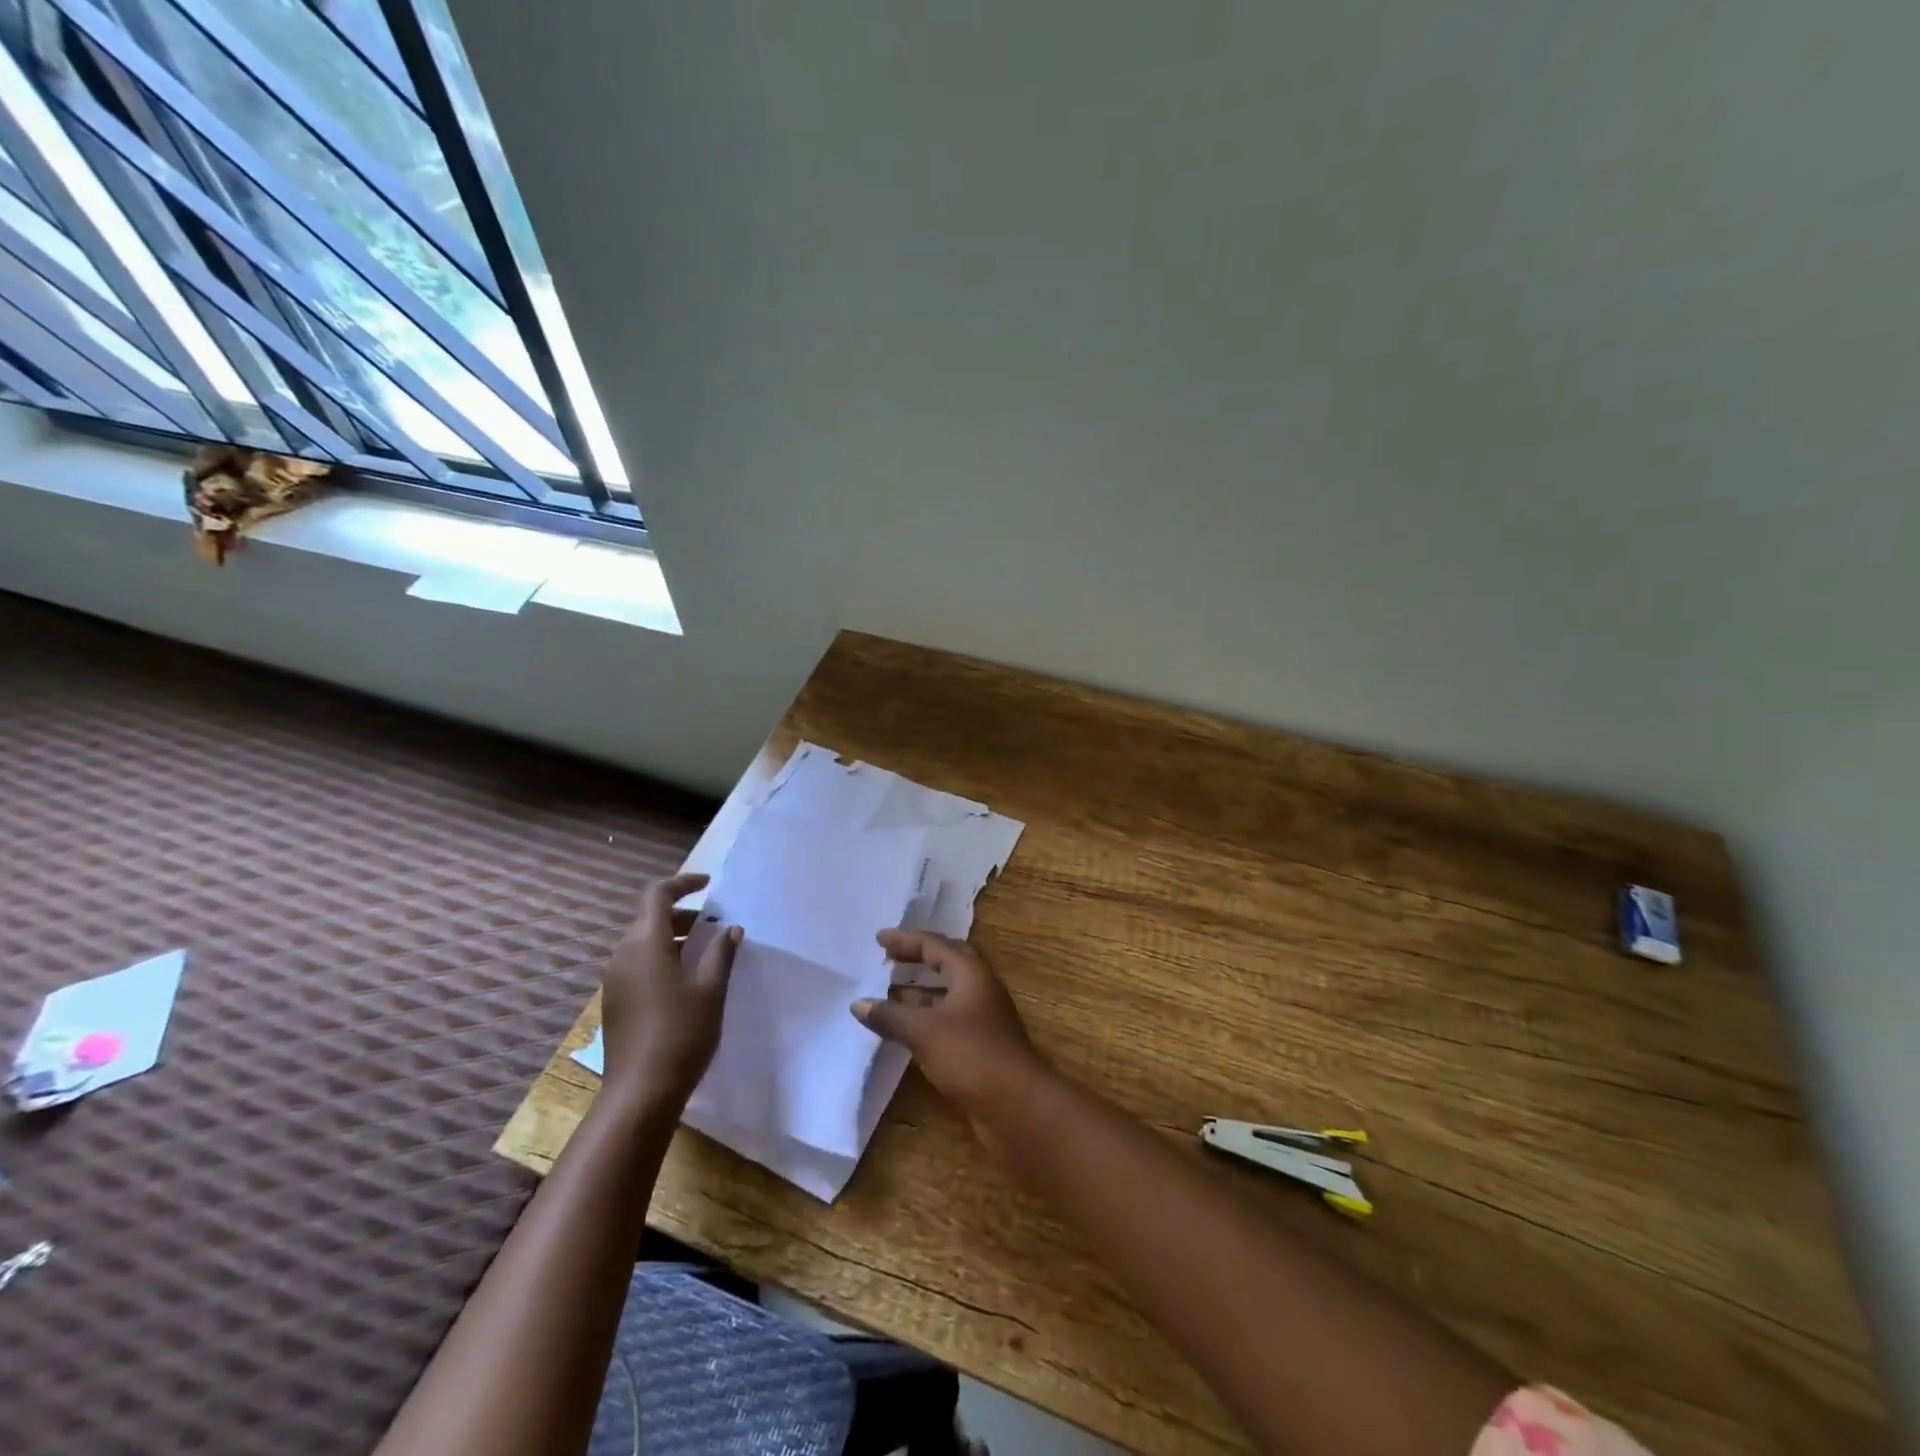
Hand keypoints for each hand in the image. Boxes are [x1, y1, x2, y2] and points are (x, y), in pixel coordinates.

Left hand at [599, 873, 741, 1108]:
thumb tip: (730, 929)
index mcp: (645, 943)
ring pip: (644, 942)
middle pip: (650, 918)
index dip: (683, 883)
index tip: (709, 884)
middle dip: (684, 914)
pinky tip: (686, 980)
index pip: (657, 895)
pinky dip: (662, 957)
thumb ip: (721, 953)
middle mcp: (623, 954)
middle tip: (716, 925)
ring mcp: (615, 979)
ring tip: (707, 952)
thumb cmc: (681, 1033)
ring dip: (674, 937)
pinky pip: (638, 963)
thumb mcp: (710, 989)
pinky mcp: (615, 1001)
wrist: (640, 1092)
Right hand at [851, 930, 1052, 1137]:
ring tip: (885, 994)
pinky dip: (924, 1018)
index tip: (879, 938)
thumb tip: (858, 1003)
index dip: (906, 940)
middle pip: (945, 964)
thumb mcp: (924, 1031)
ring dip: (918, 991)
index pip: (935, 945)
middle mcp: (979, 988)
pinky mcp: (979, 1045)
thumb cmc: (971, 1055)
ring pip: (946, 994)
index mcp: (971, 973)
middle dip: (916, 960)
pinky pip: (946, 1020)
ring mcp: (982, 1018)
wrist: (1017, 1106)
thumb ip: (890, 1015)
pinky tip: (903, 1030)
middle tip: (887, 959)